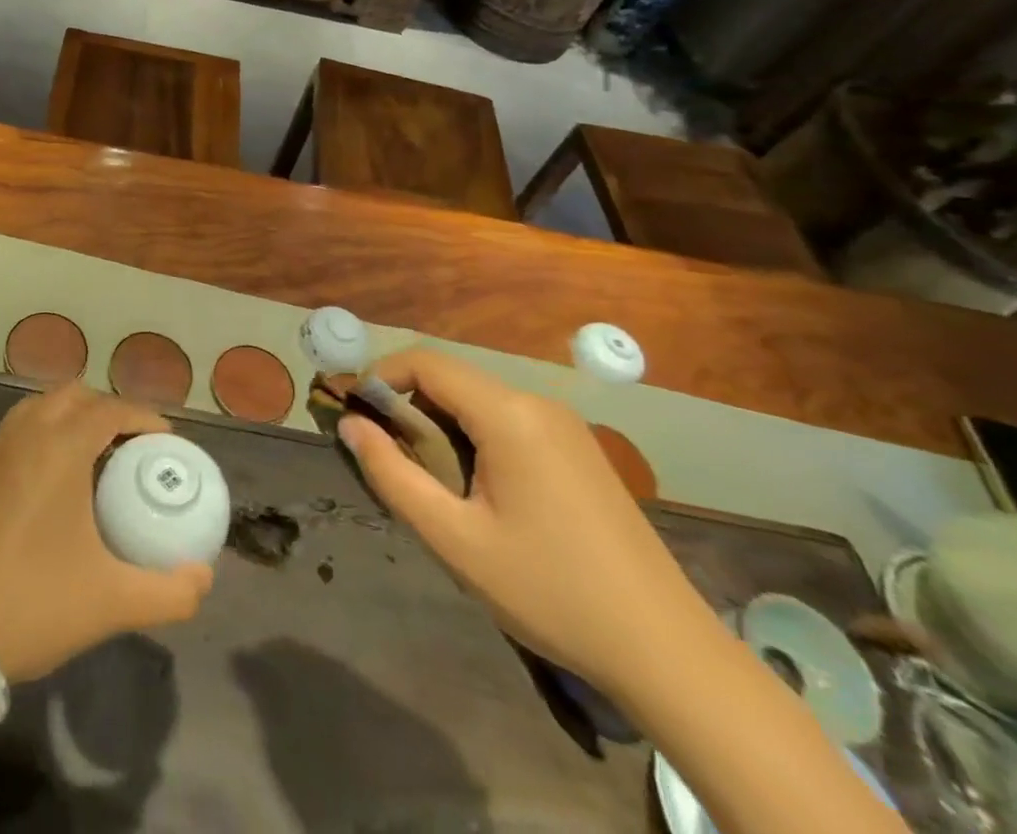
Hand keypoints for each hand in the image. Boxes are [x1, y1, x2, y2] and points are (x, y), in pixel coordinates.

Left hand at [0, 384, 213, 682]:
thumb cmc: (35, 603)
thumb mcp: (113, 602)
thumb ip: (170, 591)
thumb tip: (204, 576)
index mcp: (61, 446)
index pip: (111, 408)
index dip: (144, 417)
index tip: (168, 442)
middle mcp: (28, 431)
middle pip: (76, 395)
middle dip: (110, 410)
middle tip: (135, 448)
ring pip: (44, 404)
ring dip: (75, 416)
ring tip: (99, 456)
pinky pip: (23, 425)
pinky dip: (48, 429)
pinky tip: (60, 476)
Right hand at [340, 350, 715, 694]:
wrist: (667, 652)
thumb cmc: (550, 591)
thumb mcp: (454, 539)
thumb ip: (392, 474)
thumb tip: (349, 425)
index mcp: (508, 414)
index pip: (426, 363)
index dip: (380, 377)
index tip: (353, 414)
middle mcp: (537, 403)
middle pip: (452, 379)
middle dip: (407, 405)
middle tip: (385, 455)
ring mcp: (564, 425)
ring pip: (478, 400)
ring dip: (439, 423)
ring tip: (426, 478)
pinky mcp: (579, 449)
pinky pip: (507, 420)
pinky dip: (473, 435)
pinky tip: (475, 488)